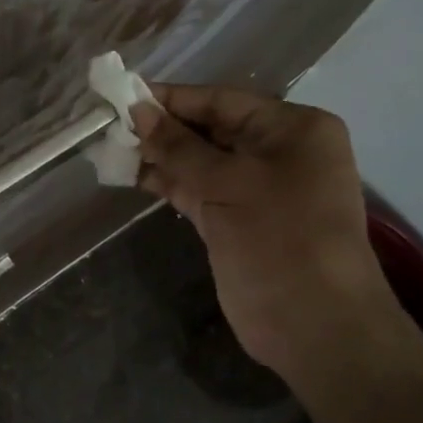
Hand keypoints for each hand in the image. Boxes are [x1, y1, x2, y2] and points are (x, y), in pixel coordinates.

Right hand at [133, 86, 398, 380]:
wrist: (314, 326)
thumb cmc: (280, 239)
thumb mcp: (228, 184)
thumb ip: (179, 147)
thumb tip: (137, 111)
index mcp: (292, 129)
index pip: (222, 100)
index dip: (172, 99)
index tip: (123, 96)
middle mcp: (277, 152)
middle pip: (210, 128)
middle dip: (162, 128)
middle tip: (109, 124)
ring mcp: (256, 188)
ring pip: (200, 161)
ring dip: (159, 156)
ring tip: (110, 148)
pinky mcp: (236, 219)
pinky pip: (197, 190)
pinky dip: (167, 182)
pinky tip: (131, 174)